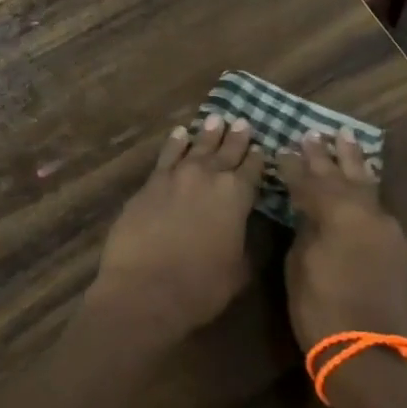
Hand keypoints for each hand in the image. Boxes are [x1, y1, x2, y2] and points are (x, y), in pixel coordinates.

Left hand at [89, 115, 265, 346]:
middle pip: (226, 152)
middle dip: (236, 138)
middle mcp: (208, 177)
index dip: (258, 158)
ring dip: (208, 133)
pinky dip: (176, 142)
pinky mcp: (151, 183)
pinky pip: (167, 154)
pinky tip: (180, 133)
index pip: (252, 170)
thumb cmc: (200, 287)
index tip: (261, 147)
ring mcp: (177, 176)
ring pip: (197, 147)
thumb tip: (249, 228)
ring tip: (216, 118)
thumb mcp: (239, 270)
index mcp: (236, 196)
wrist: (145, 289)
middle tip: (242, 122)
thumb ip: (247, 243)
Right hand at [279, 130, 406, 351]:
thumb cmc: (321, 309)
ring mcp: (386, 228)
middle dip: (325, 155)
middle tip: (312, 133)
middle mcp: (367, 212)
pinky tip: (362, 177)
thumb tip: (308, 210)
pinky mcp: (395, 246)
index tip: (281, 148)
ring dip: (353, 161)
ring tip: (344, 137)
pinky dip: (366, 185)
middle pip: (342, 175)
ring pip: (366, 184)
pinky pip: (377, 203)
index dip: (292, 165)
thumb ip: (305, 228)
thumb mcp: (300, 264)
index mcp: (338, 213)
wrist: (368, 355)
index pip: (310, 180)